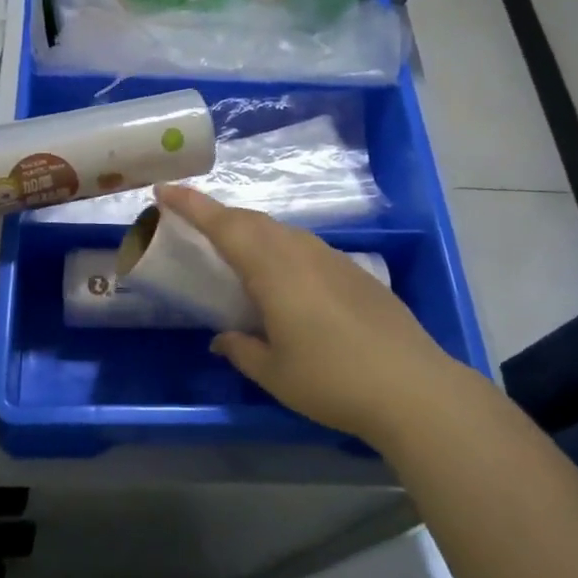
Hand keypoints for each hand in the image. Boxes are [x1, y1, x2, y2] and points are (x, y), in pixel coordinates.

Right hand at [156, 185, 482, 445]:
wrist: (413, 388)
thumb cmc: (332, 381)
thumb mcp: (275, 373)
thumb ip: (242, 349)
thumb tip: (222, 339)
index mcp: (273, 270)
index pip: (224, 225)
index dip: (192, 205)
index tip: (164, 189)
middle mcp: (301, 253)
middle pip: (252, 221)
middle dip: (218, 215)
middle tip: (192, 221)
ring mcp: (333, 259)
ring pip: (282, 231)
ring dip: (251, 231)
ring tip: (234, 249)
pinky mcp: (356, 272)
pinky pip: (305, 247)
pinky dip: (280, 248)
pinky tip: (284, 277)